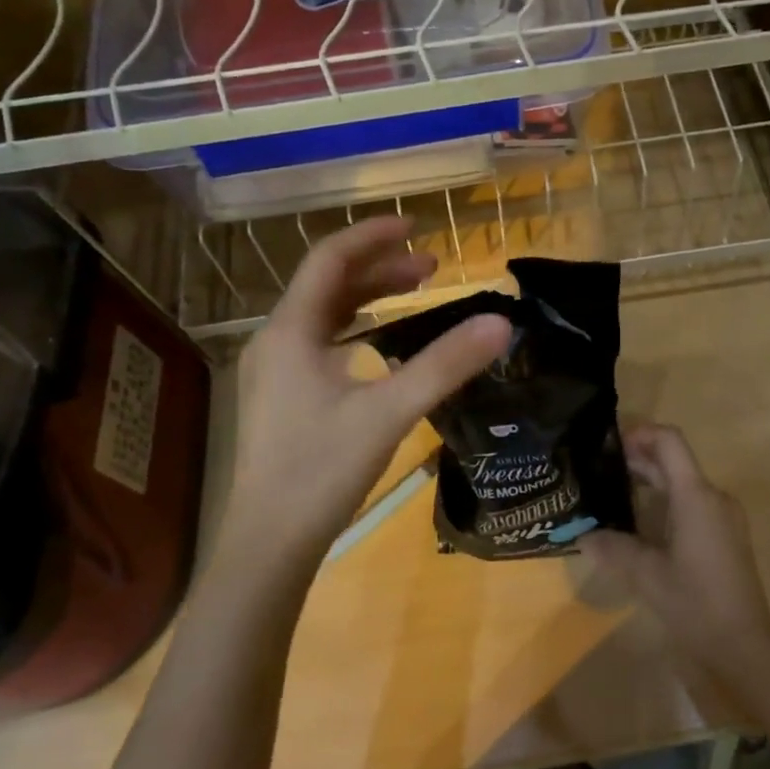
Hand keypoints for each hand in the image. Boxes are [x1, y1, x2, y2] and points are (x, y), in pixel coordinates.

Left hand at [217, 217, 510, 583]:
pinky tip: (382, 343)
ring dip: (368, 296)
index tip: (416, 225)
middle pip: (328, 283)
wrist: (268, 543)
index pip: (329, 259)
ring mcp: (275, 370)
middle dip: (380, 267)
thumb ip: (444, 365)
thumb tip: (501, 324)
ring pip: (324, 313)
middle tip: (432, 267)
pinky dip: (356, 326)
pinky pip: (321, 341)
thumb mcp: (389, 412)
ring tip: (415, 292)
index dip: (372, 235)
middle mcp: (276, 340)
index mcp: (290, 330)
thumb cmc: (321, 470)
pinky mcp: (282, 396)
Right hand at [581, 425, 769, 673]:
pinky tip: (640, 523)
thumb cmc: (696, 603)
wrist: (745, 644)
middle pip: (673, 461)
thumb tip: (582, 535)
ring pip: (682, 482)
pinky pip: (692, 502)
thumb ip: (612, 548)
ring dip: (649, 481)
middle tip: (599, 470)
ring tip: (612, 494)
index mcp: (695, 495)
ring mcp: (723, 515)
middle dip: (637, 459)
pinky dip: (664, 501)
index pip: (669, 441)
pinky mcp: (725, 533)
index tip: (609, 446)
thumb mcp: (646, 576)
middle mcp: (713, 496)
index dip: (640, 433)